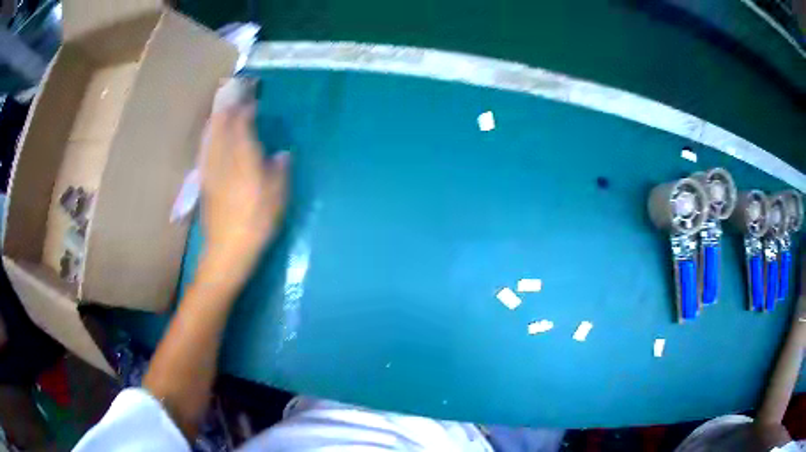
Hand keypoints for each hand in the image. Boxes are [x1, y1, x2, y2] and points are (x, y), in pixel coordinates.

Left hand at [198, 104, 288, 290]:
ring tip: (221, 112)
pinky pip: (205, 152)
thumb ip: (279, 171)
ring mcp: (211, 171)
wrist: (228, 249)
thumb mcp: (278, 197)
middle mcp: (224, 160)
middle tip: (234, 99)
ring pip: (211, 138)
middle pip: (222, 128)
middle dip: (228, 111)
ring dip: (216, 122)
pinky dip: (208, 140)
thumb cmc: (257, 223)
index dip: (246, 112)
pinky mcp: (204, 183)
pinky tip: (209, 138)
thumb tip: (281, 155)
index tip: (253, 103)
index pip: (242, 126)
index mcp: (244, 160)